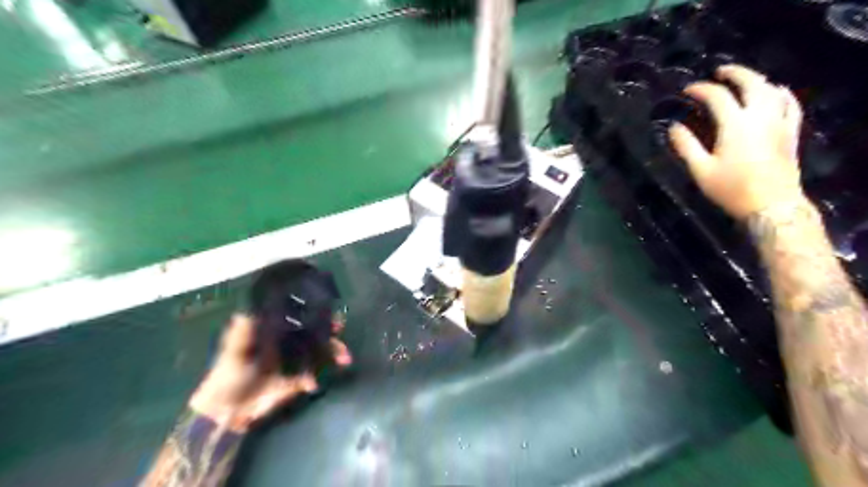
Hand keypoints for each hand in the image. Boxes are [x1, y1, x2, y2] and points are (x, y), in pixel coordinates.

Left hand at [187, 314, 352, 431]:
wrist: (227, 410)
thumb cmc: (228, 375)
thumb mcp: (232, 352)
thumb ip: (241, 334)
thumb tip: (245, 312)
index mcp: (275, 332)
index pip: (299, 317)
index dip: (312, 311)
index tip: (323, 306)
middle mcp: (289, 343)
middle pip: (315, 332)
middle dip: (330, 330)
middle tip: (339, 327)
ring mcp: (296, 361)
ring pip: (320, 352)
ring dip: (333, 353)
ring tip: (344, 358)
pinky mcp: (298, 380)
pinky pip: (313, 375)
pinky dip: (315, 378)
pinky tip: (312, 384)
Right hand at [670, 62, 805, 217]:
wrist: (771, 204)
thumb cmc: (731, 188)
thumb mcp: (701, 170)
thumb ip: (686, 146)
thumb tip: (674, 127)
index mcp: (735, 125)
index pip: (717, 96)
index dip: (700, 89)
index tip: (687, 91)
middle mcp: (760, 116)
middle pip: (751, 82)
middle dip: (734, 73)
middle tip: (719, 72)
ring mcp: (780, 121)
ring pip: (772, 89)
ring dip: (756, 79)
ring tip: (743, 79)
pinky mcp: (790, 131)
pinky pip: (791, 103)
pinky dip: (781, 92)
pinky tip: (776, 91)